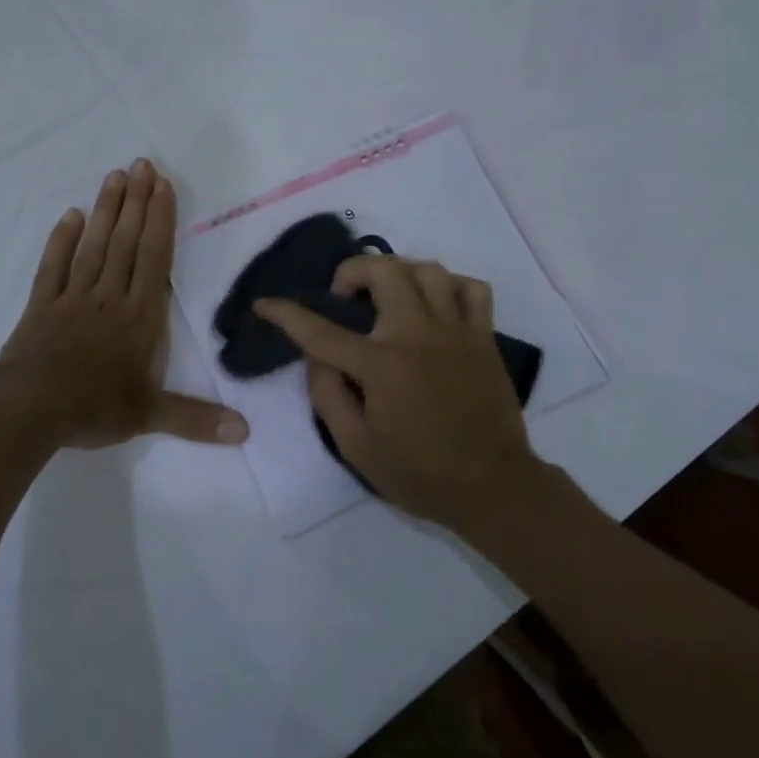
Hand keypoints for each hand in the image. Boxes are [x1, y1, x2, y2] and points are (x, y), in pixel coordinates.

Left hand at [0, 159, 248, 449]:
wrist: (30, 408)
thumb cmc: (94, 407)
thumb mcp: (149, 416)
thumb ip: (196, 419)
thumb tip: (245, 432)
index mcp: (139, 317)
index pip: (154, 258)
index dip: (160, 220)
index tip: (162, 185)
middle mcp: (110, 297)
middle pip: (125, 241)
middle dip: (136, 202)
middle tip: (141, 163)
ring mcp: (73, 297)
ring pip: (94, 245)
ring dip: (106, 210)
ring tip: (114, 176)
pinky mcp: (42, 304)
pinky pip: (54, 265)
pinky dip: (62, 240)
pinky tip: (70, 215)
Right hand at [255, 257, 543, 529]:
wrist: (494, 488)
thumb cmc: (420, 473)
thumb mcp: (356, 448)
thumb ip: (328, 397)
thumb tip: (315, 359)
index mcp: (381, 366)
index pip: (320, 331)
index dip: (286, 313)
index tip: (265, 304)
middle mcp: (417, 336)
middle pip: (382, 270)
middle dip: (351, 272)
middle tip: (345, 299)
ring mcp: (456, 331)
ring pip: (427, 269)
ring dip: (398, 273)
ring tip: (388, 297)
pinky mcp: (484, 337)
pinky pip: (472, 288)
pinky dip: (450, 286)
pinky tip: (435, 306)